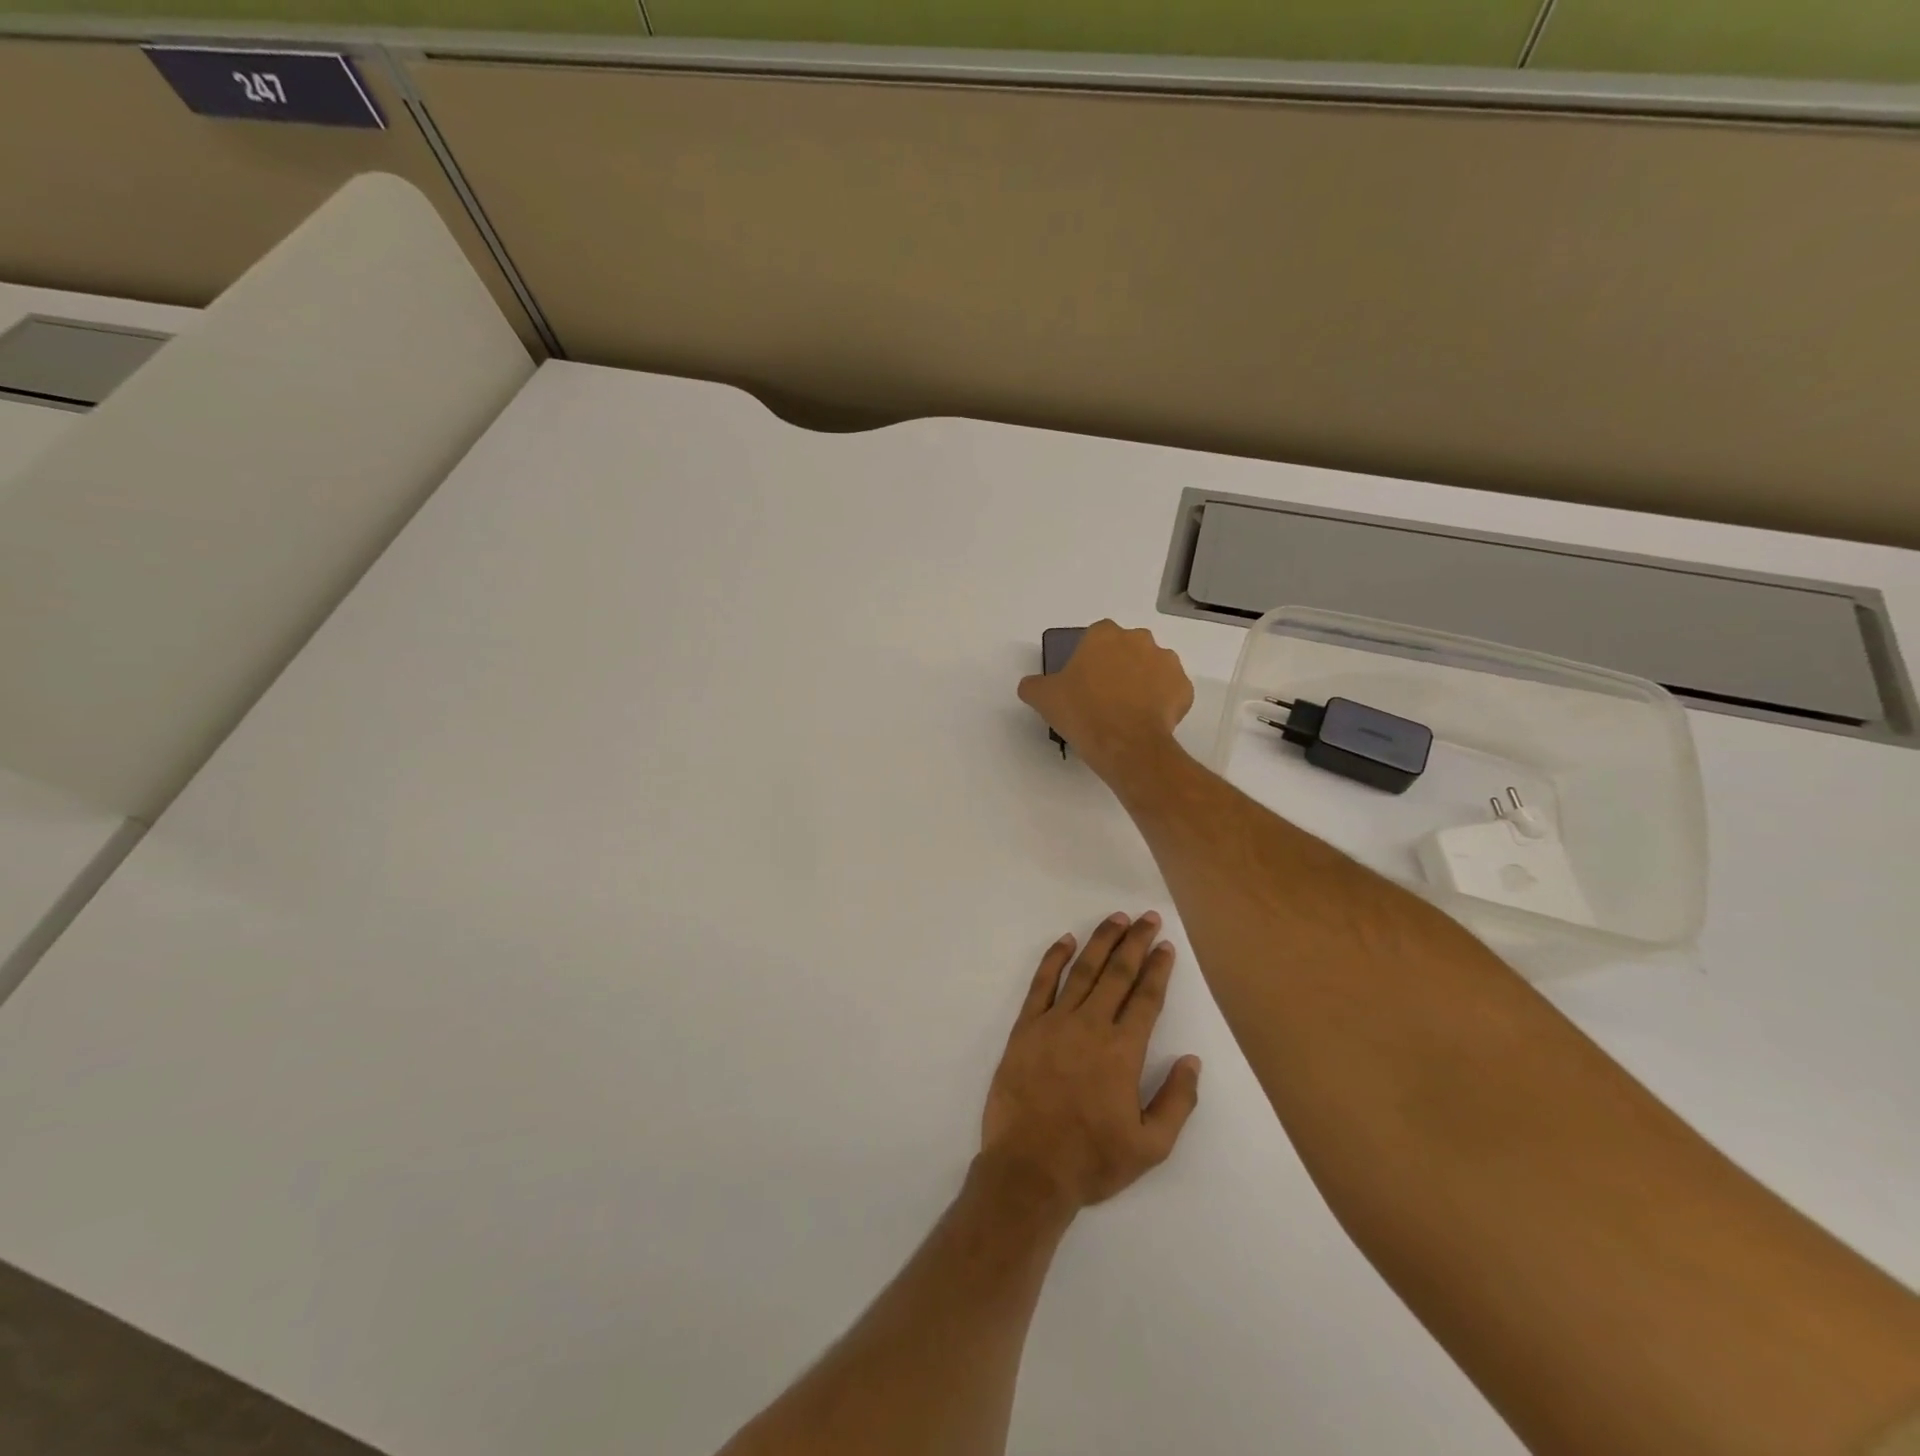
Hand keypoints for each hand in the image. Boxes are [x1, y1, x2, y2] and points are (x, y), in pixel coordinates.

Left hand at [980, 912, 1202, 1213]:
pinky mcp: (1025, 1027)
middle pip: (1117, 973)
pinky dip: (1054, 958)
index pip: (1146, 998)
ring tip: (1116, 919)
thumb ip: (1177, 1101)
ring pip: (1083, 971)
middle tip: (1148, 917)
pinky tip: (1066, 941)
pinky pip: (1041, 983)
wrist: (1029, 1169)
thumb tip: (1191, 1060)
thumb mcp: (1151, 1146)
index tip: (1166, 945)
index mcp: (1123, 1051)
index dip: (1158, 968)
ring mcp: (1054, 1023)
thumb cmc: (1092, 1160)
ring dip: (1101, 941)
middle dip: (1135, 942)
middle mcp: (1091, 1026)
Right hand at [1017, 621, 1193, 783]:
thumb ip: (1034, 685)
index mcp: (1104, 635)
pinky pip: (1170, 691)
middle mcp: (1139, 640)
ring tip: (1127, 711)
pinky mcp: (1184, 688)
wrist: (1125, 745)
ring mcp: (1167, 662)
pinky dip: (1161, 702)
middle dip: (1118, 667)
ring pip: (1151, 668)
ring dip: (1142, 682)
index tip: (1083, 681)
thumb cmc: (1082, 713)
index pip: (1095, 637)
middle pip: (1126, 649)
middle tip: (1104, 696)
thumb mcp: (1043, 698)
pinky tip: (1146, 721)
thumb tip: (1030, 685)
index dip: (1089, 658)